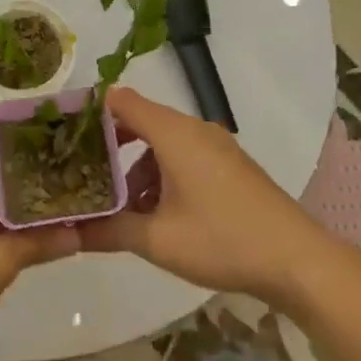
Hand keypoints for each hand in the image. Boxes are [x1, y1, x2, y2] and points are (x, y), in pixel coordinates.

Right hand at [78, 87, 323, 306]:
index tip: (63, 133)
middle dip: (108, 145)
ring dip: (136, 167)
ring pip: (162, 142)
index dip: (90, 111)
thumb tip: (66, 232)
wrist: (298, 260)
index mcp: (174, 133)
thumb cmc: (223, 240)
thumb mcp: (156, 240)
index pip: (121, 101)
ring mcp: (216, 147)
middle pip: (140, 121)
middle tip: (80, 171)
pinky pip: (183, 156)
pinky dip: (161, 174)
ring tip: (117, 204)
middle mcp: (194, 129)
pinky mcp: (229, 166)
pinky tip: (156, 213)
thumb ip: (107, 230)